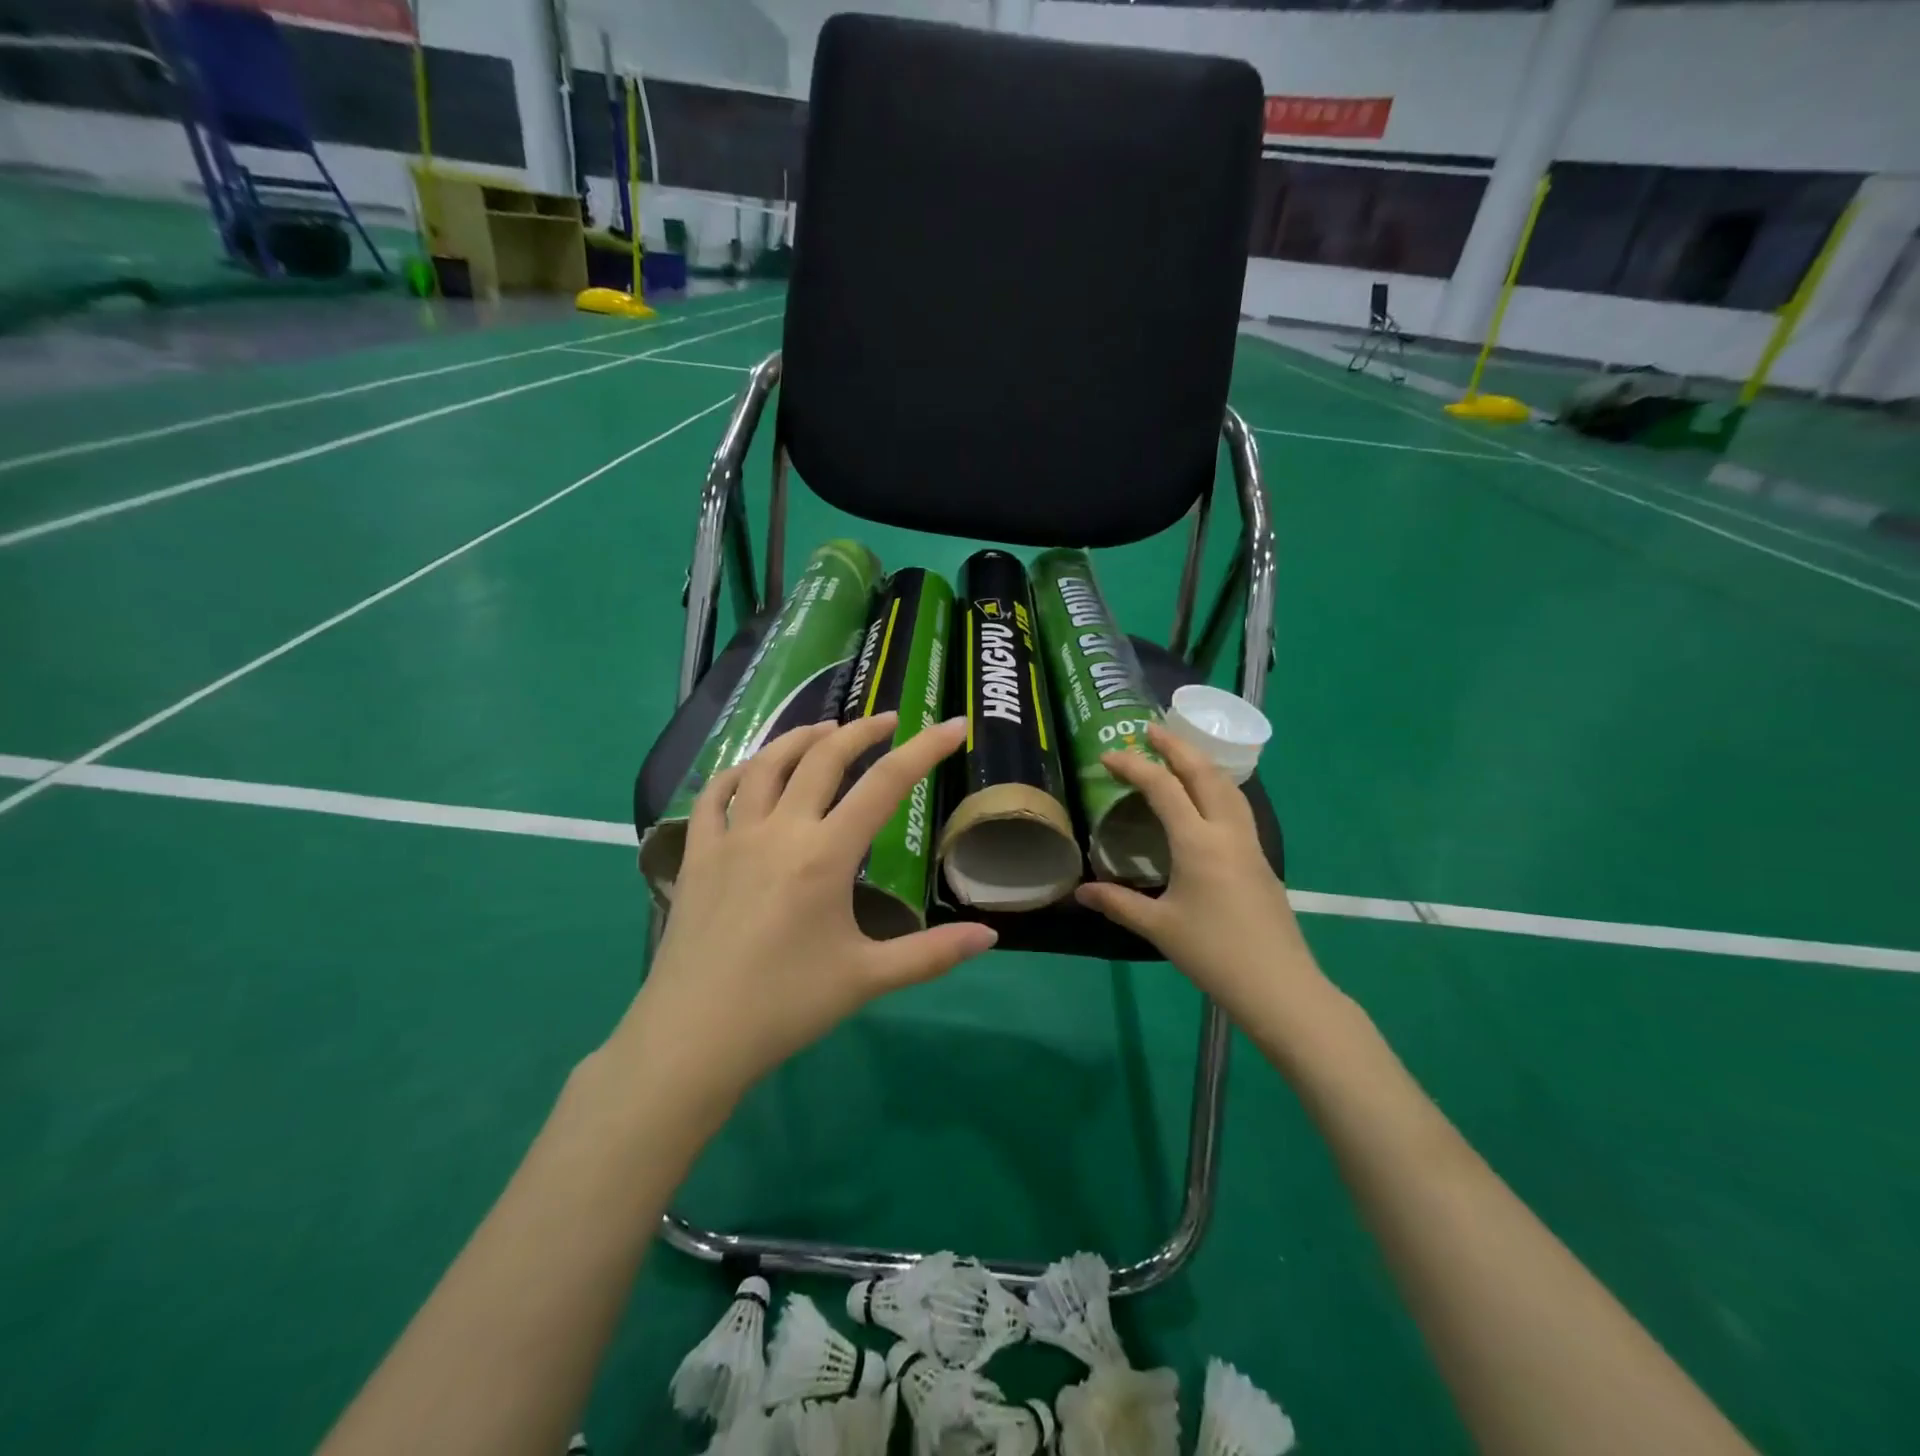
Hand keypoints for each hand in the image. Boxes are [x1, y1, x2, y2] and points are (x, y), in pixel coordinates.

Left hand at [609, 714, 996, 1116]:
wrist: (693, 1038)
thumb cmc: (785, 1006)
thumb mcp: (868, 979)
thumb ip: (932, 953)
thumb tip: (990, 936)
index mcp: (825, 855)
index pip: (885, 785)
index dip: (925, 749)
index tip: (953, 725)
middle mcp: (779, 830)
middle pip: (823, 758)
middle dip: (861, 731)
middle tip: (889, 720)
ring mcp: (731, 838)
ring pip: (766, 764)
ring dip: (800, 738)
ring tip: (826, 730)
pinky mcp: (697, 854)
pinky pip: (713, 795)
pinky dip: (737, 772)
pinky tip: (751, 771)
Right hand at [1075, 723, 1325, 1025]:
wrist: (1279, 985)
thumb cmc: (1214, 953)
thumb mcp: (1158, 928)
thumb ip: (1118, 904)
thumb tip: (1080, 892)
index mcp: (1197, 842)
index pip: (1163, 788)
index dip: (1134, 766)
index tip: (1108, 755)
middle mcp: (1226, 832)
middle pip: (1204, 773)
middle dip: (1176, 746)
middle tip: (1150, 729)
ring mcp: (1249, 844)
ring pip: (1227, 786)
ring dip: (1201, 762)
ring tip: (1179, 753)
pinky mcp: (1260, 860)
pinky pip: (1237, 807)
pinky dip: (1217, 786)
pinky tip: (1207, 799)